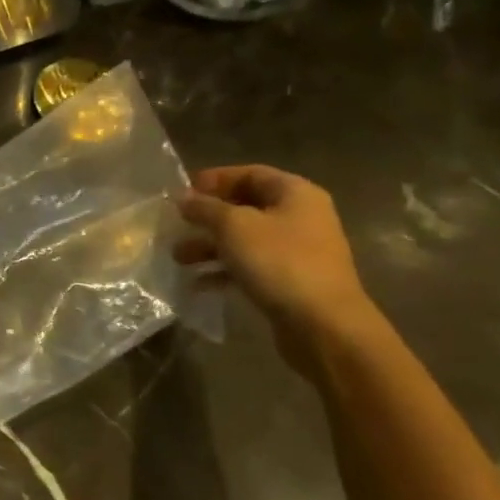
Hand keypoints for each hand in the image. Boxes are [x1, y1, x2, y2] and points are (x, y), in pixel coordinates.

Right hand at [176, 166, 374, 371]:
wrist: (323, 325)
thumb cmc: (279, 262)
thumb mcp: (234, 226)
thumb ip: (205, 208)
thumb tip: (183, 197)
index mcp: (295, 193)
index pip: (250, 173)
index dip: (215, 179)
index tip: (183, 191)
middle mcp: (300, 217)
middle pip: (245, 207)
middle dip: (207, 217)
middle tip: (176, 224)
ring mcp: (297, 251)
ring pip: (244, 239)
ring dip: (209, 246)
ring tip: (178, 257)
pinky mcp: (290, 281)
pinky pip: (250, 266)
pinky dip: (224, 271)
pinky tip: (197, 283)